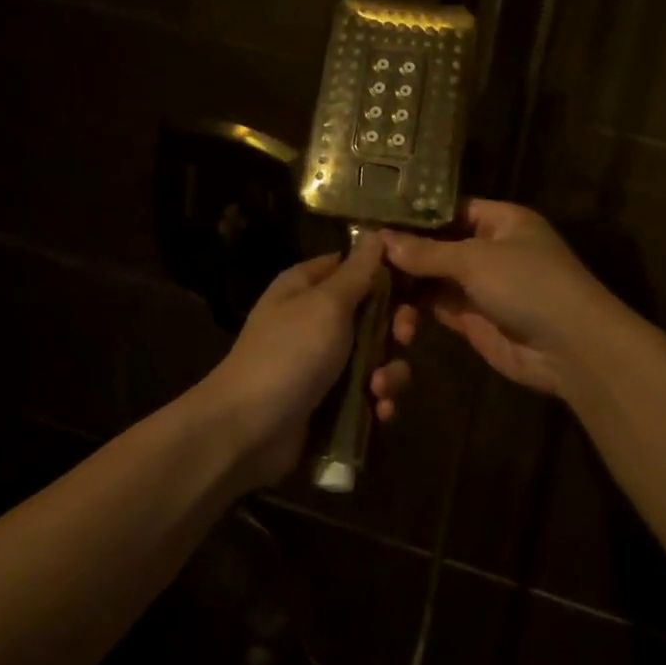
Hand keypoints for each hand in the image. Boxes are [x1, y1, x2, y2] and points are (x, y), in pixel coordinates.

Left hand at [198, 236, 416, 486]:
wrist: (249, 431)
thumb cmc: (289, 355)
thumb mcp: (327, 305)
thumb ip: (357, 273)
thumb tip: (375, 234)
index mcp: (308, 287)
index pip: (355, 267)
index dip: (387, 274)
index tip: (416, 284)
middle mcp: (317, 320)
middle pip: (375, 314)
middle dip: (396, 329)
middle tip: (403, 338)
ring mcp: (325, 363)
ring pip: (378, 358)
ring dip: (389, 373)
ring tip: (379, 389)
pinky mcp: (333, 401)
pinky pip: (369, 393)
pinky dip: (378, 401)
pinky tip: (378, 411)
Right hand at [382, 200, 619, 398]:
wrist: (570, 348)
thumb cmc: (528, 284)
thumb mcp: (475, 259)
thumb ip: (427, 251)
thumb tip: (381, 239)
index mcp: (502, 221)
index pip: (451, 209)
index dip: (415, 216)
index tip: (374, 220)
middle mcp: (491, 250)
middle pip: (439, 246)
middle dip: (406, 254)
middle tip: (362, 259)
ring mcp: (483, 287)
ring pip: (436, 279)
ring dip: (408, 285)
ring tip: (371, 288)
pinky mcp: (475, 321)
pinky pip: (439, 308)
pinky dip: (416, 310)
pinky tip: (389, 311)